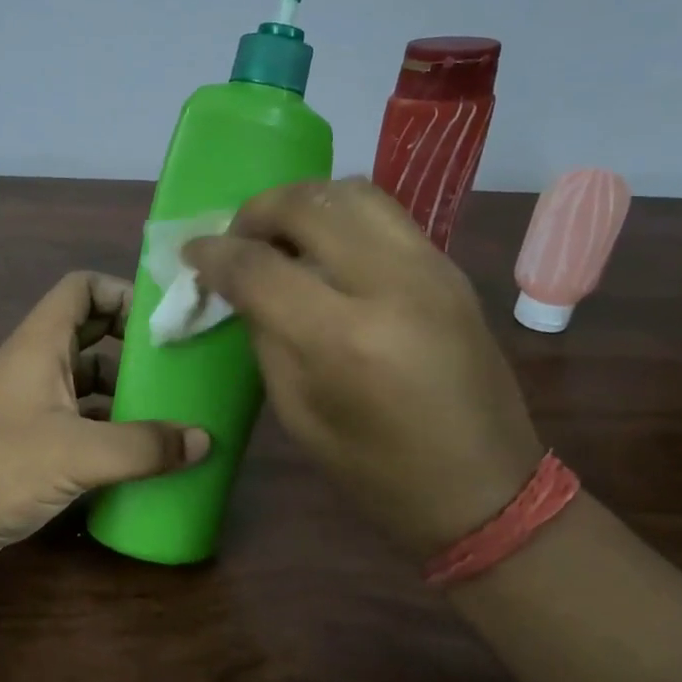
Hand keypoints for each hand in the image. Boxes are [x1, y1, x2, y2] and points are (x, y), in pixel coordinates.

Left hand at [0, 271, 210, 574]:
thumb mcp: (77, 453)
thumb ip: (143, 446)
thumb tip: (205, 440)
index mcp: (39, 346)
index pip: (81, 289)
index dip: (121, 292)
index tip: (163, 321)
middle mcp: (32, 367)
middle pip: (90, 337)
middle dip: (134, 349)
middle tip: (179, 370)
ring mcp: (26, 407)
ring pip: (84, 385)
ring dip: (123, 396)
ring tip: (171, 415)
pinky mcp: (24, 445)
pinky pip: (75, 424)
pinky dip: (105, 432)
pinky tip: (137, 456)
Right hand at [185, 178, 542, 552]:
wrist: (488, 490)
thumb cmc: (379, 473)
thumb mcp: (299, 413)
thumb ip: (266, 336)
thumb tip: (240, 286)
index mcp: (344, 339)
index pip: (259, 266)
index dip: (214, 254)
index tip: (193, 254)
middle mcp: (391, 285)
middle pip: (308, 203)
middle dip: (256, 211)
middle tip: (236, 238)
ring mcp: (430, 268)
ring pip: (352, 191)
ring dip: (302, 203)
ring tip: (280, 236)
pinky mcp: (450, 268)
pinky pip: (383, 214)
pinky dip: (339, 216)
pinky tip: (325, 249)